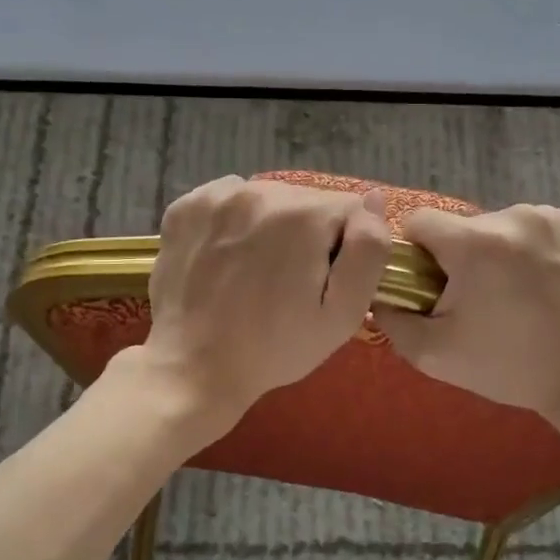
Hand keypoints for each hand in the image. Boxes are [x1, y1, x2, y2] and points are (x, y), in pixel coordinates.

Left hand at [140, 175, 390, 437]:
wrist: (195, 368)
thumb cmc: (276, 348)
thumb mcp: (343, 314)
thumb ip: (369, 250)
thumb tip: (375, 198)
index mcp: (303, 215)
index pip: (350, 209)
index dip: (346, 247)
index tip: (324, 281)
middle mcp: (259, 191)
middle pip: (307, 201)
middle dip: (308, 234)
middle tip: (290, 282)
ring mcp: (215, 197)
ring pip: (268, 198)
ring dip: (271, 225)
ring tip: (256, 271)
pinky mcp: (184, 207)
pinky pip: (228, 199)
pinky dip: (234, 221)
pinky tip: (228, 257)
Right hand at [371, 204, 559, 445]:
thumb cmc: (513, 368)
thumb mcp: (436, 355)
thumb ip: (393, 321)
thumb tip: (380, 296)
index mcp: (476, 243)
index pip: (419, 221)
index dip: (415, 254)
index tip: (430, 287)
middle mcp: (514, 216)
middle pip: (462, 227)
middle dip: (459, 258)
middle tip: (476, 302)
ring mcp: (551, 217)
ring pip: (498, 227)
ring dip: (495, 253)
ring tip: (514, 296)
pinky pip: (533, 228)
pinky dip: (528, 250)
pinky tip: (541, 284)